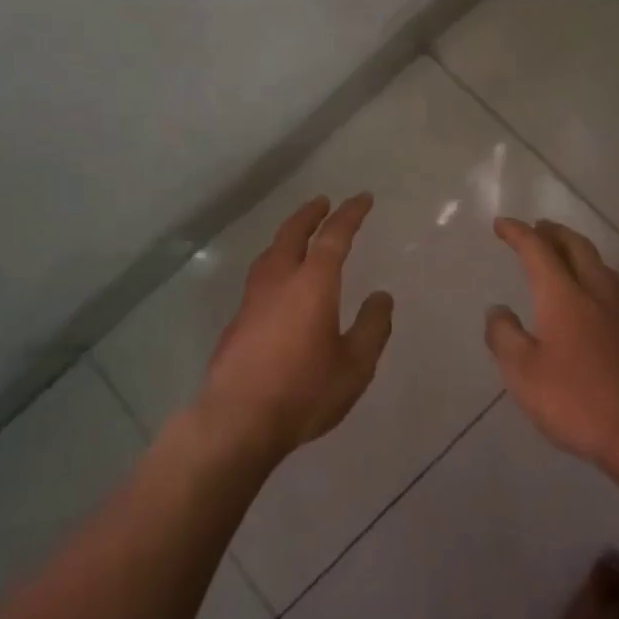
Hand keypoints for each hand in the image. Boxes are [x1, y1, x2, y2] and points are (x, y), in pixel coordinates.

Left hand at [196, 194, 393, 462]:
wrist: (238, 420)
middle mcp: (279, 281)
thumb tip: (381, 297)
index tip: (362, 198)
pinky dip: (274, 264)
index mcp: (313, 284)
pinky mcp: (237, 321)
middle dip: (310, 214)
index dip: (350, 214)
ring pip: (270, 253)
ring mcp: (252, 299)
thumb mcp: (355, 365)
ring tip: (297, 235)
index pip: (334, 236)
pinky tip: (277, 283)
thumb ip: (372, 327)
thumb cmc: (304, 391)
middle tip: (322, 202)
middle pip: (292, 234)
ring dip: (287, 236)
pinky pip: (259, 277)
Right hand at [486, 218, 618, 468]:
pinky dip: (594, 279)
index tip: (501, 224)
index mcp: (564, 297)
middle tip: (538, 227)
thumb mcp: (523, 373)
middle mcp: (596, 296)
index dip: (519, 234)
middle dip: (555, 233)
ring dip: (580, 251)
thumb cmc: (576, 402)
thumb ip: (505, 337)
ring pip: (601, 267)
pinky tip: (590, 301)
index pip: (538, 251)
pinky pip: (612, 292)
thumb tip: (498, 310)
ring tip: (566, 254)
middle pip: (578, 249)